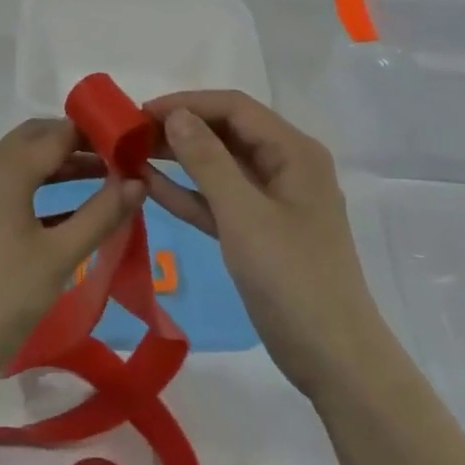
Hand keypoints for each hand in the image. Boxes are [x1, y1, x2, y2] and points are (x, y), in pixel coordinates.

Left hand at [0, 119, 144, 390]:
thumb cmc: (3, 297)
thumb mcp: (60, 255)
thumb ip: (102, 214)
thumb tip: (139, 182)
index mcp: (6, 170)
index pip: (58, 133)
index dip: (96, 134)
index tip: (134, 144)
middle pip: (37, 138)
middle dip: (78, 142)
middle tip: (119, 157)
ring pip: (25, 161)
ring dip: (62, 164)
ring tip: (106, 180)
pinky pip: (14, 186)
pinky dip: (44, 187)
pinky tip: (74, 211)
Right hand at [142, 91, 382, 401]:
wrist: (333, 360)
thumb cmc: (292, 278)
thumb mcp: (244, 214)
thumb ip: (207, 160)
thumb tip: (176, 115)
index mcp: (294, 152)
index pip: (234, 108)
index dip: (187, 103)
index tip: (141, 112)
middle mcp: (285, 166)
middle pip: (226, 132)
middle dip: (180, 128)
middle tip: (130, 134)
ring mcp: (272, 200)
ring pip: (219, 165)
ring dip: (179, 158)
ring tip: (131, 153)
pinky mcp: (258, 230)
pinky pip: (218, 199)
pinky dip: (188, 192)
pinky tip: (149, 185)